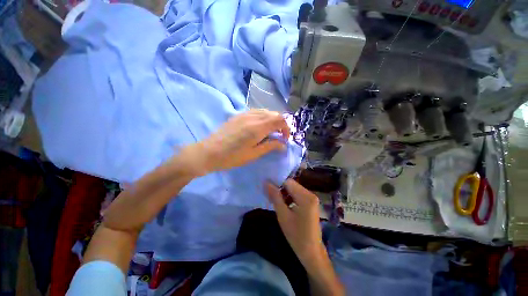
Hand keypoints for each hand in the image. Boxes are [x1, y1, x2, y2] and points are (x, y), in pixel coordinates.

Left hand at [181, 109, 289, 176]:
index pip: (280, 120)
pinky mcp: (238, 115)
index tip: (284, 139)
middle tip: (279, 136)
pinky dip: (263, 117)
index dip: (286, 128)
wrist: (209, 152)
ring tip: (270, 131)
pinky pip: (256, 111)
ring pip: (265, 111)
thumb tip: (283, 144)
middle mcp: (253, 117)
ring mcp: (245, 114)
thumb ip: (270, 146)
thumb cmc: (232, 157)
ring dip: (272, 120)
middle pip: (274, 114)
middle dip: (281, 124)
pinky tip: (259, 126)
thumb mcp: (253, 154)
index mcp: (258, 127)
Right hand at [266, 179, 323, 260]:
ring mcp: (312, 198)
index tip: (267, 188)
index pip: (288, 182)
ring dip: (284, 193)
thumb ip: (275, 197)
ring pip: (294, 189)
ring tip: (275, 201)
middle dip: (280, 189)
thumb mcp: (283, 215)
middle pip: (292, 185)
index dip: (277, 183)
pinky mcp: (311, 203)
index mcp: (306, 197)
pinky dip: (290, 197)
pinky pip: (298, 195)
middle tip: (270, 196)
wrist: (311, 251)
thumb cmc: (296, 235)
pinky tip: (284, 205)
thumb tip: (266, 182)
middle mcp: (311, 194)